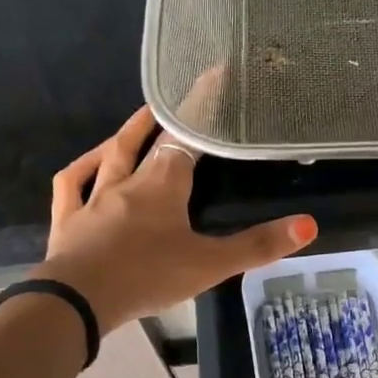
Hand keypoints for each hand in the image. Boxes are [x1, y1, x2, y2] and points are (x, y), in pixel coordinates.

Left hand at [35, 106, 315, 333]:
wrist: (79, 301)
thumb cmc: (148, 277)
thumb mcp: (210, 265)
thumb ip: (257, 246)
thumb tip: (309, 224)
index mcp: (163, 186)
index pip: (186, 138)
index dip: (201, 108)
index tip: (213, 77)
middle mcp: (128, 182)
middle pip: (147, 142)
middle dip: (164, 118)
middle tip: (176, 98)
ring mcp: (93, 199)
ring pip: (111, 156)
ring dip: (126, 135)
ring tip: (140, 119)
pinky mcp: (68, 220)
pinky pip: (72, 185)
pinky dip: (82, 169)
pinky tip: (90, 164)